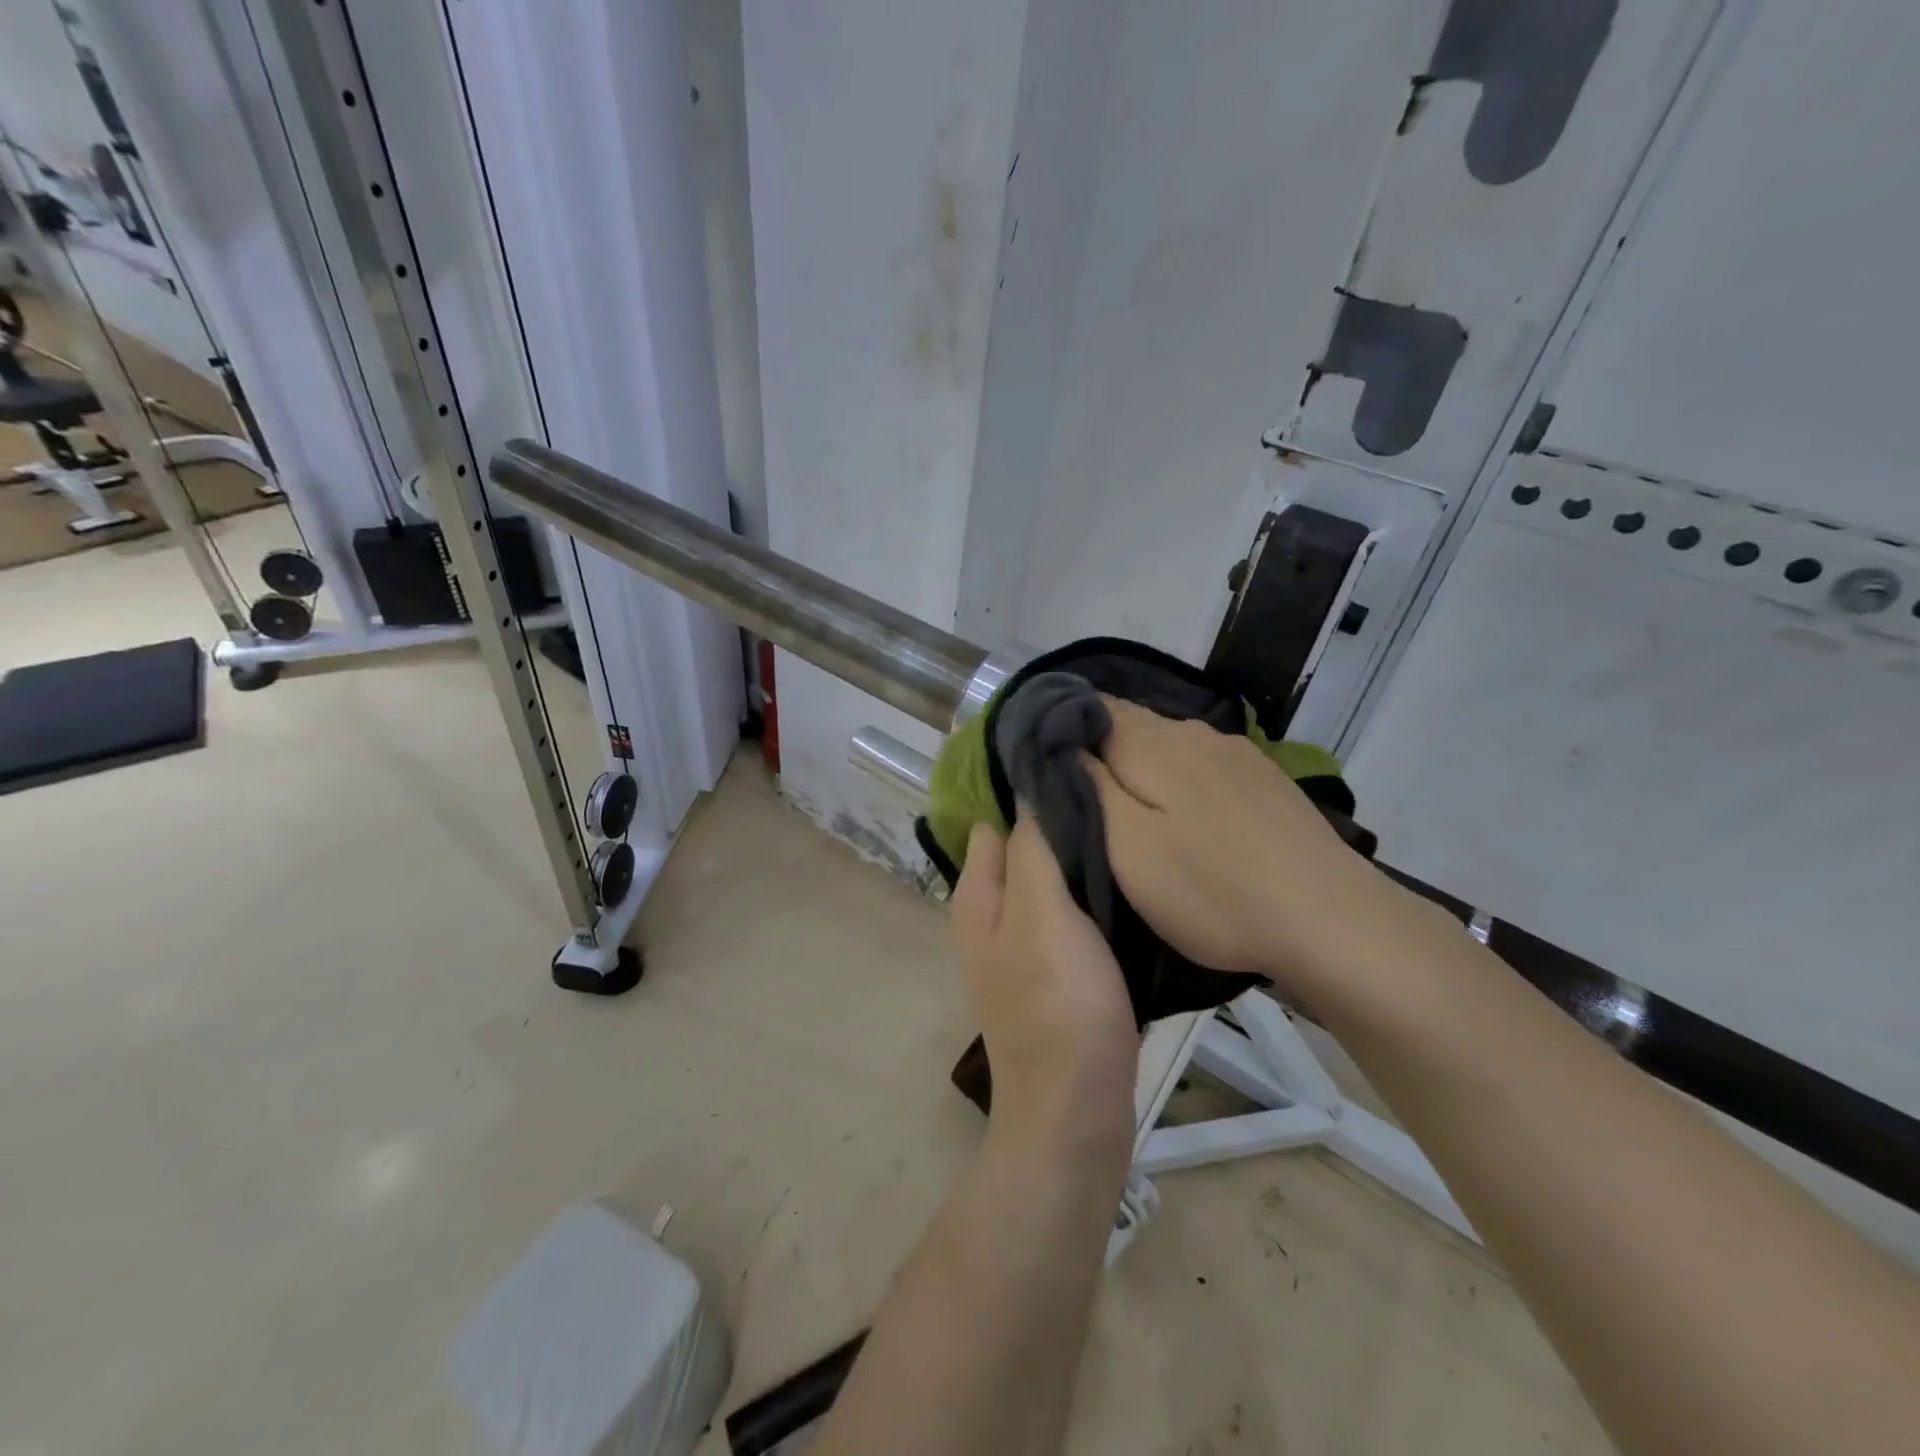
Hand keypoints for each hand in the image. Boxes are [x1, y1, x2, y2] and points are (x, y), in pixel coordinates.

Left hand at [951, 819, 1138, 1155]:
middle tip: (1113, 798)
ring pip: (1052, 882)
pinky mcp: (1059, 973)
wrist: (1077, 1112)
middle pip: (1024, 850)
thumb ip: (1031, 851)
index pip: (994, 822)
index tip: (1075, 769)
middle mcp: (993, 917)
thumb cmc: (1057, 1005)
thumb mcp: (1041, 914)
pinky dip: (1093, 896)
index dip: (1027, 794)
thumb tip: (1027, 792)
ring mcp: (1026, 947)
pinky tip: (1129, 881)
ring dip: (1080, 860)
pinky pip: (1074, 916)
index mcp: (978, 896)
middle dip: (1059, 824)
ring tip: (1128, 830)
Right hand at [1085, 698, 1411, 1004]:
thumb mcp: (1127, 849)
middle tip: (1077, 799)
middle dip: (1098, 750)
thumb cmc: (1212, 891)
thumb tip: (1062, 745)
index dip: (1060, 727)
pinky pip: (1202, 765)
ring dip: (1141, 768)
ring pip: (1168, 746)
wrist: (1330, 921)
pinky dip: (1179, 782)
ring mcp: (1236, 754)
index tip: (1040, 765)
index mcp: (1153, 743)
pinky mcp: (1265, 780)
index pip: (1090, 707)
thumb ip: (1088, 788)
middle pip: (1129, 724)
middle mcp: (1195, 732)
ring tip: (1128, 813)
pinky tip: (1186, 819)